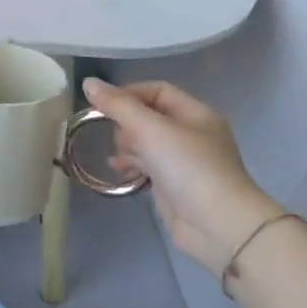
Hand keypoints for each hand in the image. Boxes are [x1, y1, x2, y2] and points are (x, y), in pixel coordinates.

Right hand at [82, 77, 281, 282]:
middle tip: (121, 141)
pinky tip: (120, 173)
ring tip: (120, 160)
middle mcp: (191, 134)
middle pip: (148, 117)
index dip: (128, 94)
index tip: (103, 107)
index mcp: (195, 114)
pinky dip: (132, 167)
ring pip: (145, 143)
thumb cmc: (189, 168)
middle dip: (127, 125)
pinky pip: (146, 166)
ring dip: (127, 147)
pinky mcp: (173, 185)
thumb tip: (88, 82)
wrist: (217, 225)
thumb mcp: (151, 130)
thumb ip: (118, 105)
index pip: (157, 91)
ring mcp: (183, 161)